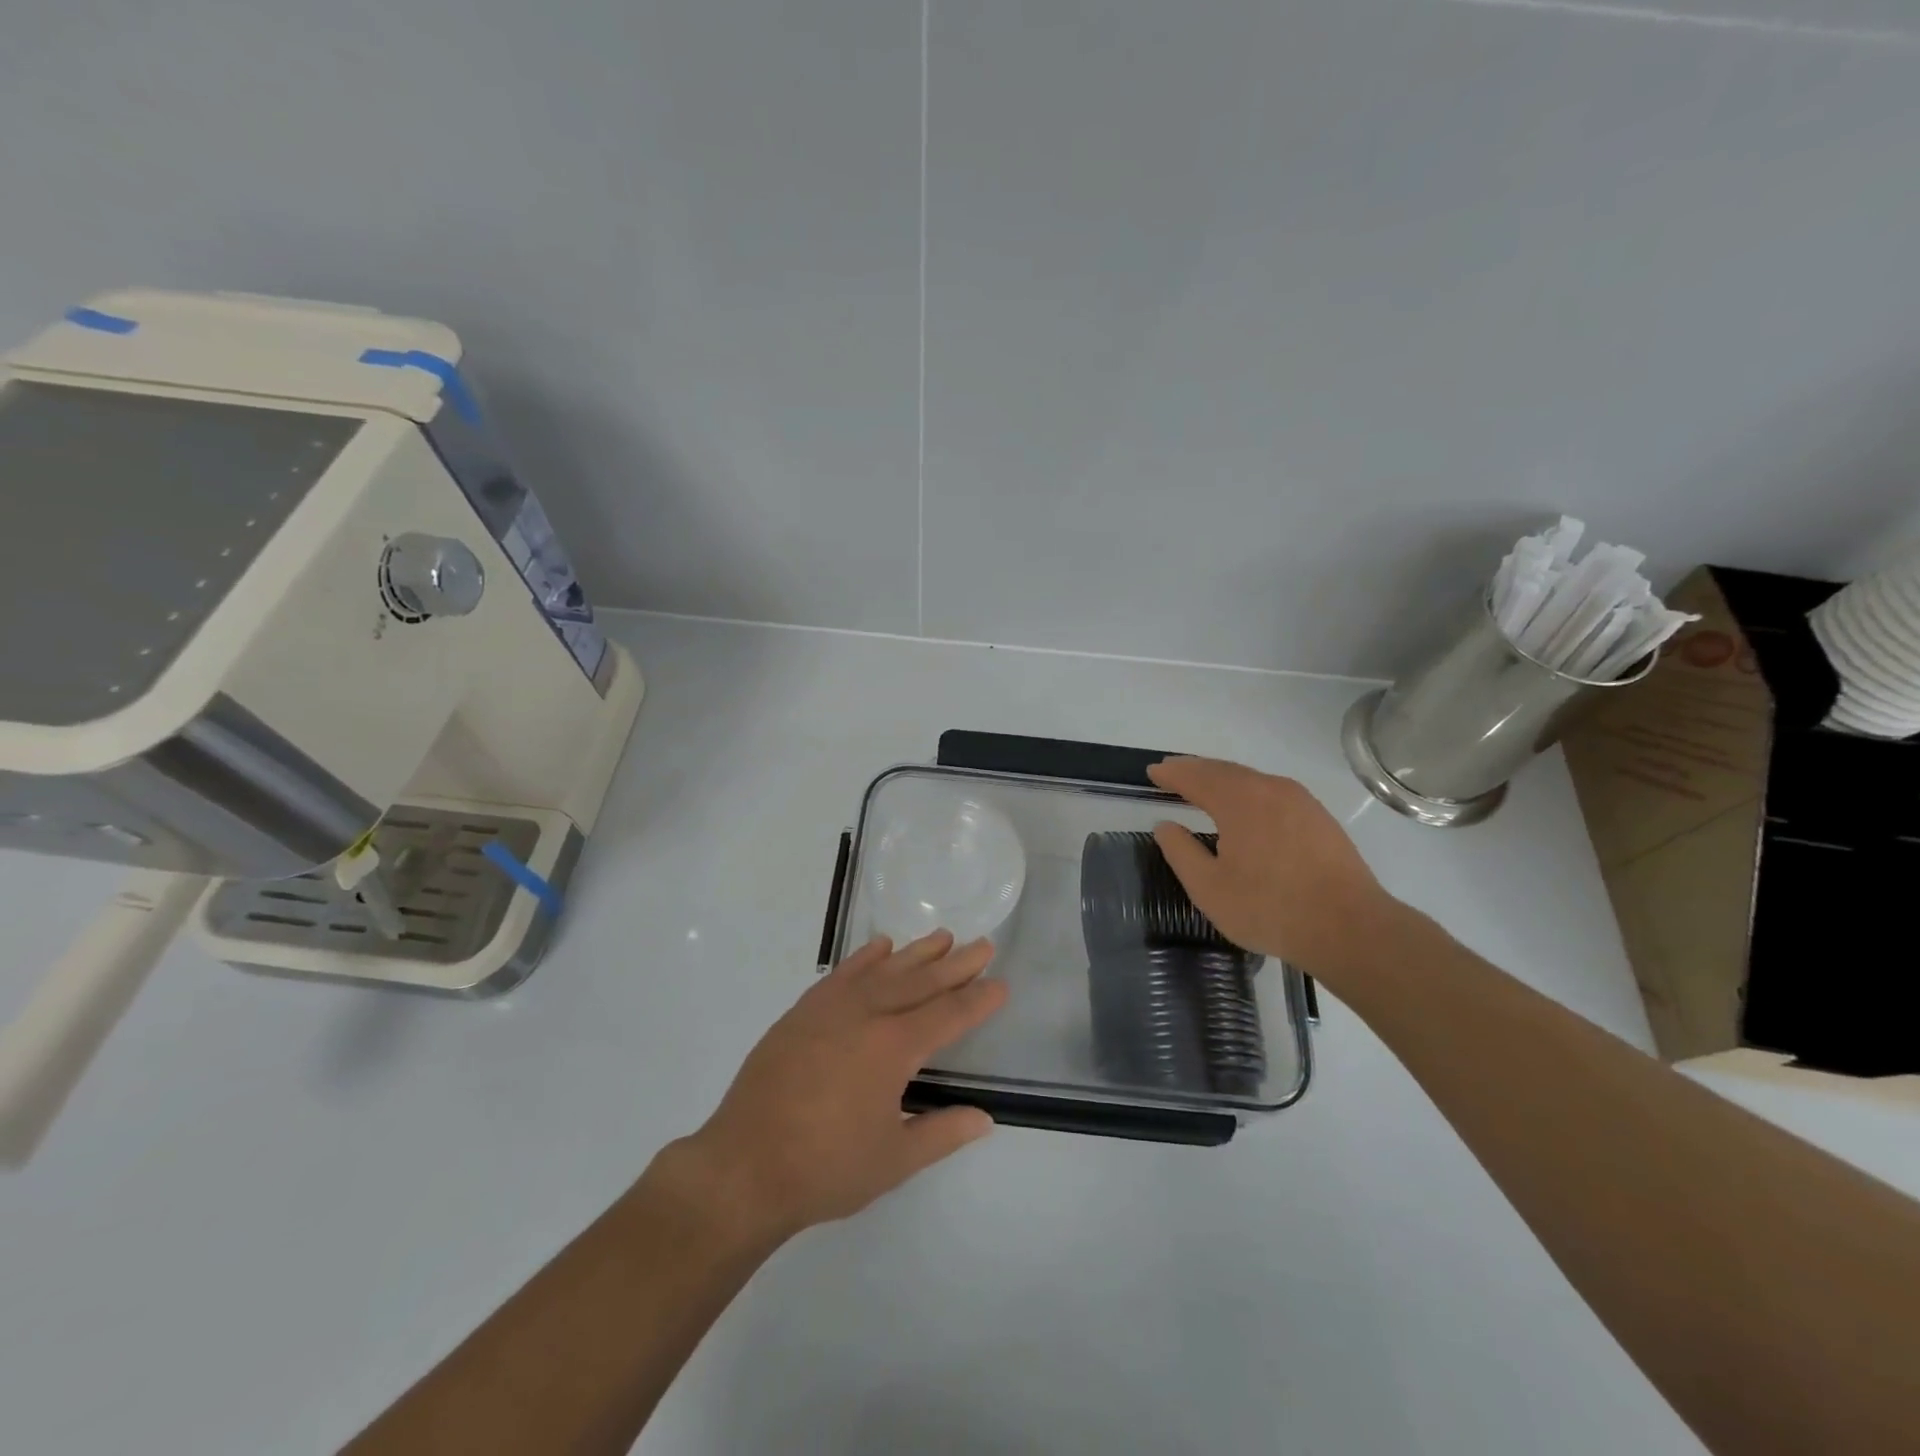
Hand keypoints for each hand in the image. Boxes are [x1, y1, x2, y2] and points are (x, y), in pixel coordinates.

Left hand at [668, 932, 1007, 1245]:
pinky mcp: (802, 1012)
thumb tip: (984, 1118)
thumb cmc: (824, 1169)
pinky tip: (881, 947)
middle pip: (921, 982)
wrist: (743, 1167)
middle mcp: (866, 1015)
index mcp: (893, 1048)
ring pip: (883, 970)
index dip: (977, 1000)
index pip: (948, 1015)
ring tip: (943, 937)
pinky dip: (865, 958)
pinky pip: (842, 973)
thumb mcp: (893, 1161)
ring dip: (916, 953)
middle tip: (983, 944)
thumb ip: (942, 1133)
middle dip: (956, 964)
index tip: (1000, 983)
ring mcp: (830, 1008)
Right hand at [1147, 757, 1397, 979]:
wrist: (1349, 928)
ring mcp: (1300, 801)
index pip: (1196, 777)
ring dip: (1222, 778)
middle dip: (1195, 769)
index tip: (1152, 771)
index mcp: (1239, 800)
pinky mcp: (1319, 819)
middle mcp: (1270, 789)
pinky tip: (1245, 805)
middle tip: (1172, 770)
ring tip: (1203, 783)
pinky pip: (1272, 792)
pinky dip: (1248, 790)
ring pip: (1251, 779)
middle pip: (1224, 770)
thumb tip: (1166, 826)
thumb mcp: (1209, 888)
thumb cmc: (1269, 908)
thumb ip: (1181, 852)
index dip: (1172, 774)